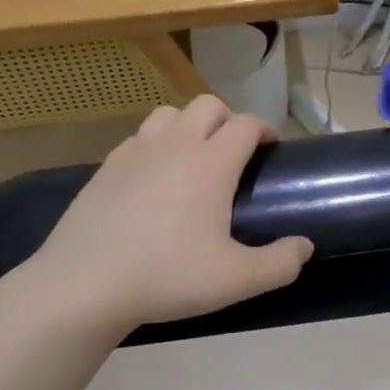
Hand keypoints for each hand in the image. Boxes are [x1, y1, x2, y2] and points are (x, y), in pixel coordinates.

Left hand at [26, 96, 313, 332]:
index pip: (246, 124)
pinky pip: (138, 138)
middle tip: (235, 152)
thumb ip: (280, 263)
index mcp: (211, 163)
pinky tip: (152, 178)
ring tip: (193, 157)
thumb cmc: (167, 276)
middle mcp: (175, 145)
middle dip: (228, 118)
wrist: (84, 284)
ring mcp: (135, 152)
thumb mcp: (236, 279)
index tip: (272, 147)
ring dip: (188, 125)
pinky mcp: (105, 167)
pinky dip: (154, 145)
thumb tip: (305, 246)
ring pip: (168, 113)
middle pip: (207, 105)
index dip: (264, 129)